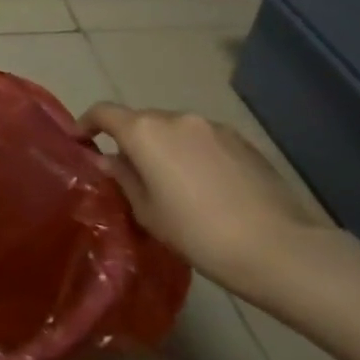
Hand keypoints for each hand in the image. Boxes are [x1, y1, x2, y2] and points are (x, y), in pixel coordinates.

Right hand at [81, 103, 338, 296]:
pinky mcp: (242, 141)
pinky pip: (203, 140)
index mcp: (145, 131)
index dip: (88, 122)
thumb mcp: (147, 211)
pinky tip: (203, 186)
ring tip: (170, 182)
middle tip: (129, 173)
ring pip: (175, 130)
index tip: (81, 141)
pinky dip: (193, 153)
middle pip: (141, 120)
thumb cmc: (197, 232)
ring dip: (164, 147)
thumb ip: (123, 178)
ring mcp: (213, 127)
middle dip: (130, 140)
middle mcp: (177, 118)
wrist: (278, 248)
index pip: (104, 112)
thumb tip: (108, 159)